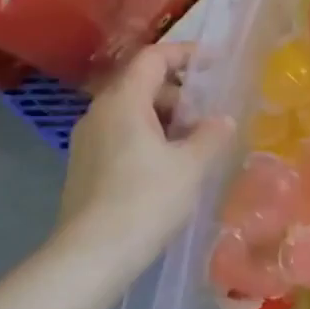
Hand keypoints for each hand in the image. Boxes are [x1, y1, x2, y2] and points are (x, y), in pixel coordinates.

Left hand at [52, 43, 232, 280]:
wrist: (93, 254)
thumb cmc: (146, 200)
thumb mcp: (190, 166)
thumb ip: (211, 136)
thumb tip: (223, 120)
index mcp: (123, 101)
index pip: (154, 58)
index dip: (186, 54)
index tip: (215, 63)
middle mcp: (99, 112)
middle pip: (142, 84)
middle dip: (180, 93)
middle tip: (211, 113)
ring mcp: (88, 140)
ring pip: (133, 113)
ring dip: (166, 119)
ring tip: (197, 143)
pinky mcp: (86, 166)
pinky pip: (122, 136)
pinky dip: (150, 138)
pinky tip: (171, 166)